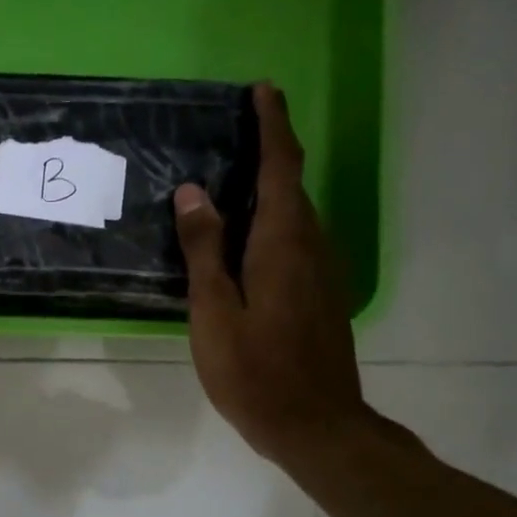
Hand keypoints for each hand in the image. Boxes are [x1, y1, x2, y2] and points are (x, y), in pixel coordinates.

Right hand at [174, 83, 369, 464]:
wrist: (316, 426)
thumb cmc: (255, 371)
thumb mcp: (214, 311)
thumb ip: (204, 250)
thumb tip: (194, 192)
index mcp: (282, 243)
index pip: (281, 167)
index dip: (273, 125)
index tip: (263, 90)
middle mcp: (311, 246)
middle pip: (291, 185)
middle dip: (270, 151)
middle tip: (234, 133)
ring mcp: (323, 272)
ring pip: (296, 214)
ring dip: (271, 188)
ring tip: (234, 180)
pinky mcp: (322, 294)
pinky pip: (298, 239)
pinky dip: (274, 221)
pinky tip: (248, 238)